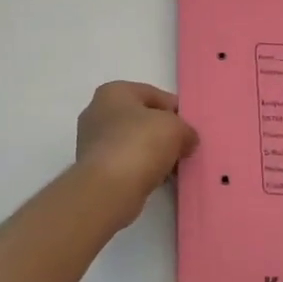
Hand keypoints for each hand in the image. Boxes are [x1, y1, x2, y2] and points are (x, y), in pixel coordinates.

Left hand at [75, 82, 198, 228]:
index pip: (152, 94)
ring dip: (153, 153)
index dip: (175, 109)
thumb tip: (186, 140)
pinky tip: (158, 180)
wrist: (108, 189)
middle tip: (184, 147)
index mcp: (113, 92)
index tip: (190, 127)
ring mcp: (92, 142)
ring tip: (174, 167)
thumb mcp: (176, 128)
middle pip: (141, 119)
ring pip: (133, 142)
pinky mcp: (94, 168)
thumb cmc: (140, 145)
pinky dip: (141, 169)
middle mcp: (97, 112)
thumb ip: (186, 129)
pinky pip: (125, 163)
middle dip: (163, 132)